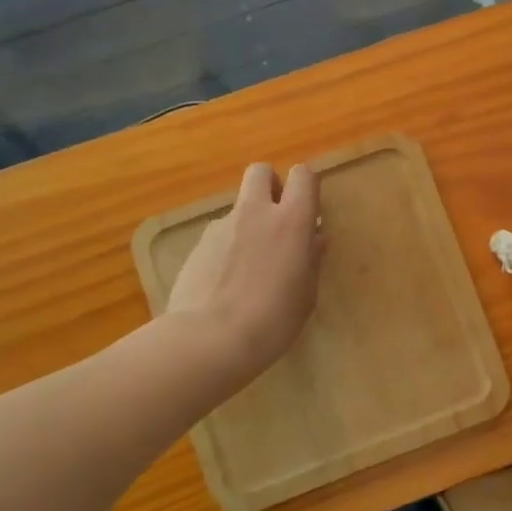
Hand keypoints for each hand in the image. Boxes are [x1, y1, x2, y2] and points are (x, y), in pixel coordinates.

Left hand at [166, 162, 323, 384]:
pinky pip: (219, 235)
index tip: (309, 209)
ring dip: (248, 223)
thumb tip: (314, 239)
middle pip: (261, 171)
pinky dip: (226, 248)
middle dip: (271, 185)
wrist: (209, 339)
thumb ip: (310, 259)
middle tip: (278, 218)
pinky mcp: (197, 245)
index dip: (307, 186)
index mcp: (292, 220)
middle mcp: (256, 212)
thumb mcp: (306, 293)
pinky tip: (226, 282)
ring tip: (250, 265)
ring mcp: (221, 226)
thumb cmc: (273, 319)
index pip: (303, 175)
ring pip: (239, 207)